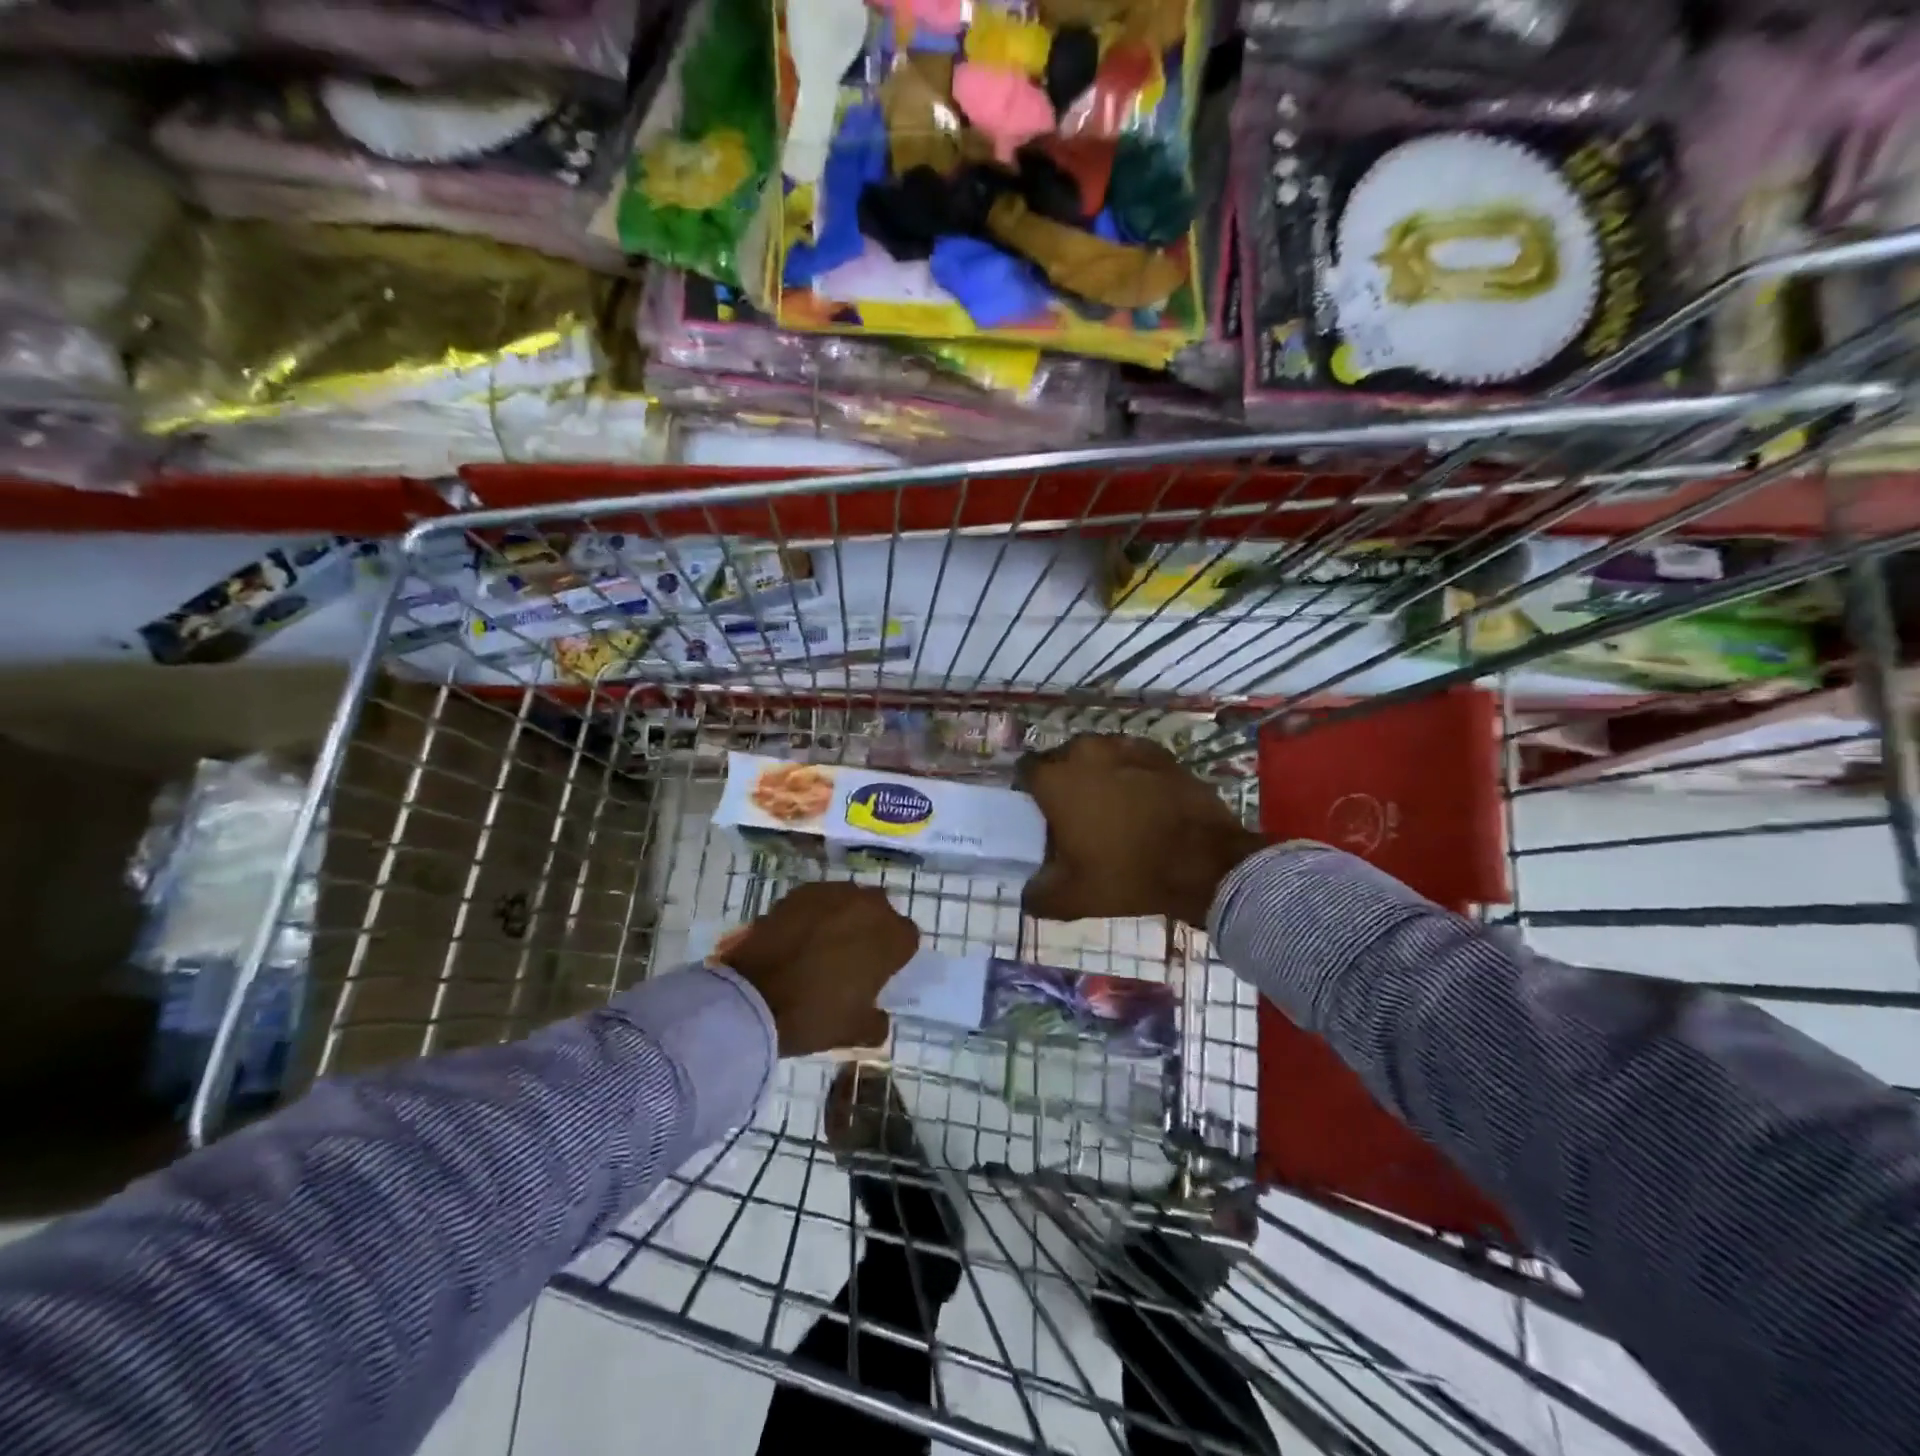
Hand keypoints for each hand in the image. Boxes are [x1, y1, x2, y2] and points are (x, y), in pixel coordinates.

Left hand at [717, 882, 917, 1056]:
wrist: (751, 998)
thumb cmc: (813, 1015)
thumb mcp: (853, 1032)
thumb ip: (877, 1023)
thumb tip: (879, 1017)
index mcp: (890, 937)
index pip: (908, 937)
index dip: (895, 955)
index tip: (880, 973)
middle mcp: (867, 906)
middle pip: (881, 911)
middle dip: (872, 929)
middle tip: (853, 956)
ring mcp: (832, 893)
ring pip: (850, 900)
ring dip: (845, 916)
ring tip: (824, 943)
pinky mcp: (799, 892)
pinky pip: (819, 899)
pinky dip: (816, 914)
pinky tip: (801, 936)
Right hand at [1015, 734, 1262, 926]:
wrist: (1205, 861)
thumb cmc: (1128, 873)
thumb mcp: (1074, 898)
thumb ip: (1039, 895)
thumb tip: (1027, 896)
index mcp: (1055, 780)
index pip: (1025, 771)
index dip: (1029, 790)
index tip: (1038, 812)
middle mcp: (1085, 752)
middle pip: (1061, 759)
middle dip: (1063, 779)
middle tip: (1073, 812)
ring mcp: (1124, 747)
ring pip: (1097, 755)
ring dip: (1096, 773)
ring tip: (1108, 805)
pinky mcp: (1159, 752)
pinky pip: (1130, 758)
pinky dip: (1128, 773)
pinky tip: (1140, 799)